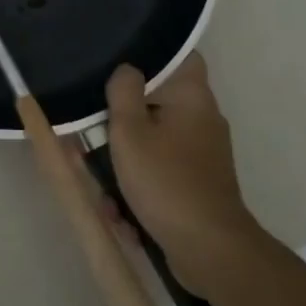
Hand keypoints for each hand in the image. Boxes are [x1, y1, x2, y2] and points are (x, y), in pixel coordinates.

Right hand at [104, 53, 256, 295]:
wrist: (210, 252)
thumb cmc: (166, 181)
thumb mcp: (130, 131)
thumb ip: (123, 91)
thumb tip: (127, 69)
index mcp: (192, 95)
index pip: (180, 54)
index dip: (151, 53)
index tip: (119, 62)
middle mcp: (203, 117)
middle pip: (158, 100)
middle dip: (124, 118)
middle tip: (95, 129)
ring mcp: (204, 152)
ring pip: (155, 140)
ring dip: (127, 159)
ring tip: (104, 184)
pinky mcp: (200, 182)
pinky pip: (163, 170)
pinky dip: (142, 184)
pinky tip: (122, 211)